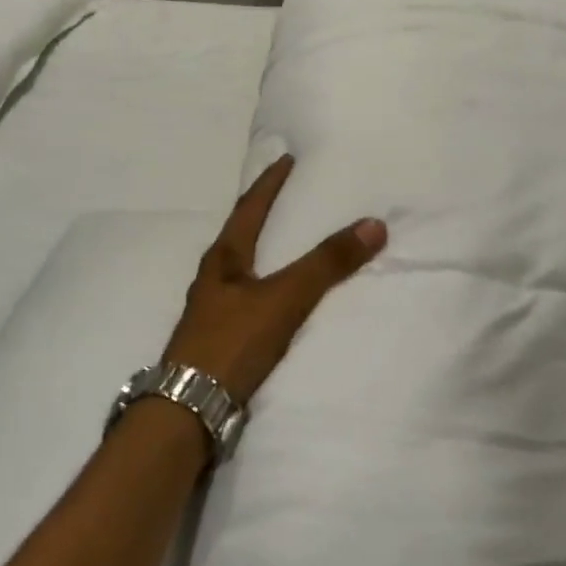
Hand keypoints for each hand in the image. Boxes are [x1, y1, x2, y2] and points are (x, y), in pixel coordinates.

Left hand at [163, 155, 387, 403]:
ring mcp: (213, 310)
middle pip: (241, 235)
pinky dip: (267, 286)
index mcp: (223, 259)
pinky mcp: (219, 338)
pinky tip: (279, 300)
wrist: (191, 406)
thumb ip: (327, 264)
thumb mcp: (284, 298)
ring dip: (265, 252)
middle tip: (291, 197)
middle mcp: (213, 278)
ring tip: (290, 245)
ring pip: (242, 268)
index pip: (249, 208)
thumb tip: (374, 224)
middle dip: (264, 214)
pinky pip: (248, 299)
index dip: (269, 183)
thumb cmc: (233, 341)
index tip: (285, 159)